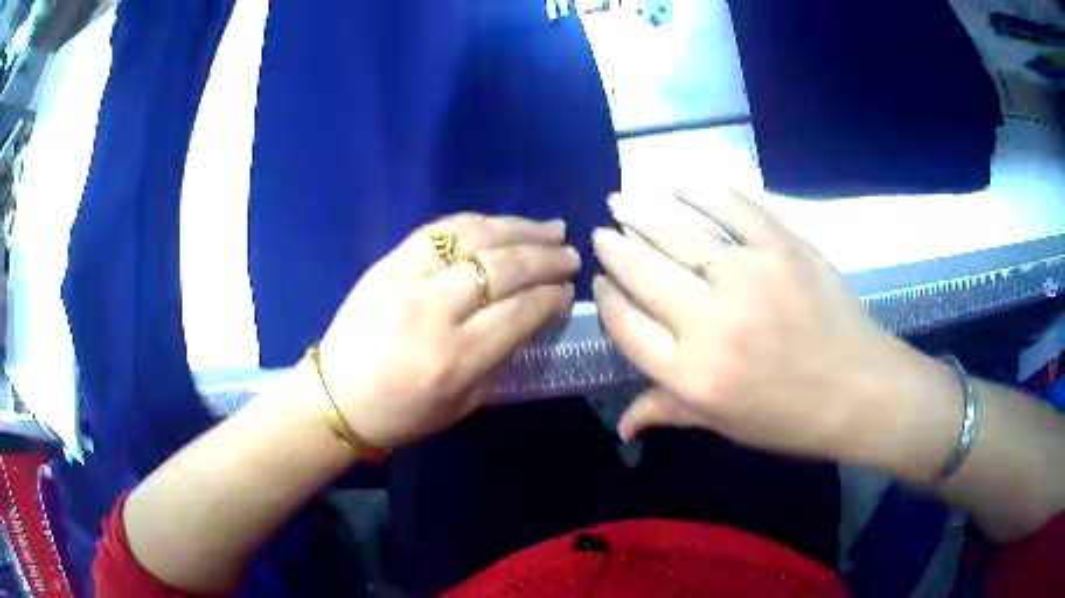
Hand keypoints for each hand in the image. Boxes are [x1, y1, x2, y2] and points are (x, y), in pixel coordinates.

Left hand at [314, 213, 578, 448]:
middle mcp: (434, 311)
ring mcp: (408, 278)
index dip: (550, 297)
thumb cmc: (401, 413)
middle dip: (545, 258)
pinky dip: (477, 222)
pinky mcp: (389, 261)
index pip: (518, 312)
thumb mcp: (462, 405)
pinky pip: (440, 229)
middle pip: (503, 269)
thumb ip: (500, 359)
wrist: (336, 395)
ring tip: (550, 229)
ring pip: (474, 238)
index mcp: (454, 359)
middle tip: (570, 255)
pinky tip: (501, 224)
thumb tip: (532, 316)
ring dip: (519, 229)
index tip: (567, 290)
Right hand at [593, 188, 936, 463]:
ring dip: (643, 213)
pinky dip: (700, 190)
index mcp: (692, 374)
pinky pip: (733, 208)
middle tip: (602, 231)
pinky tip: (674, 180)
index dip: (607, 300)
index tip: (601, 281)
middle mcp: (711, 323)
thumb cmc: (792, 418)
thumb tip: (621, 425)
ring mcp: (749, 277)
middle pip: (645, 273)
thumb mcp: (725, 426)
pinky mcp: (782, 247)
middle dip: (616, 249)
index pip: (627, 326)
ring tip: (621, 199)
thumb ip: (670, 412)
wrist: (862, 391)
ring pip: (680, 235)